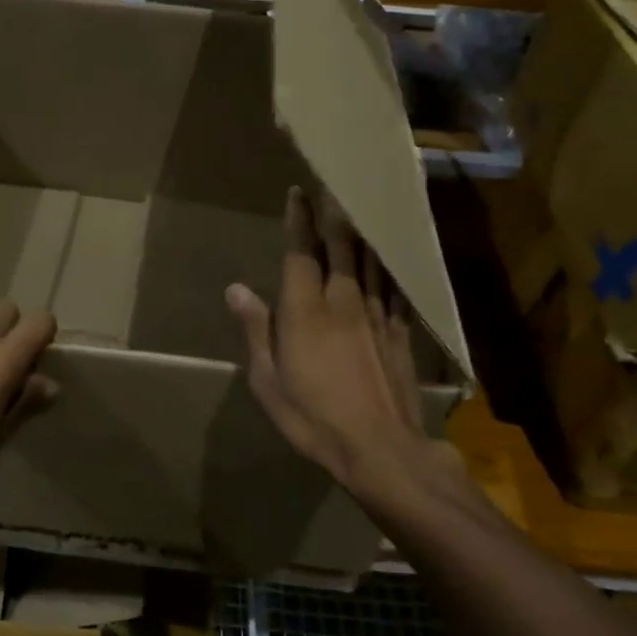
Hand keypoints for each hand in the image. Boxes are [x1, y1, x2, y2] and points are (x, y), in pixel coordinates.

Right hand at [227, 188, 435, 495]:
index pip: (302, 252)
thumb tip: (236, 289)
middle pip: (341, 246)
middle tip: (334, 185)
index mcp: (305, 310)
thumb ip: (256, 329)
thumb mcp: (269, 380)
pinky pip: (396, 286)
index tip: (299, 192)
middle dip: (335, 213)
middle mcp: (343, 300)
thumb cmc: (313, 418)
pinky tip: (393, 254)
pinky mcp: (399, 331)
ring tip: (362, 206)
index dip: (300, 220)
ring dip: (364, 230)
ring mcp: (376, 314)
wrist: (381, 450)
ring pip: (372, 260)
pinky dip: (392, 264)